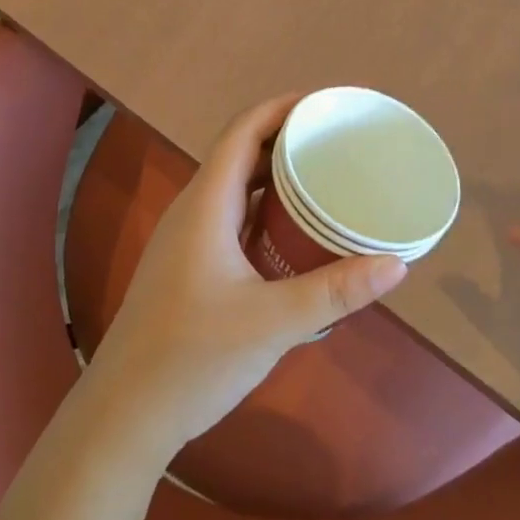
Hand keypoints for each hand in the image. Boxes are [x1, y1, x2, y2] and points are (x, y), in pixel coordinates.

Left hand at [83, 95, 408, 451]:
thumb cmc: (193, 358)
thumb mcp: (273, 323)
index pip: (243, 130)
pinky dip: (264, 207)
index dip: (282, 107)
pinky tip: (293, 230)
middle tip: (336, 138)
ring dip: (275, 173)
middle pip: (241, 152)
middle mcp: (193, 209)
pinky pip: (232, 214)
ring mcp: (187, 238)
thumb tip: (396, 265)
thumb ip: (335, 291)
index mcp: (206, 204)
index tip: (326, 104)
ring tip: (323, 174)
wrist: (123, 416)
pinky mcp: (189, 264)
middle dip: (286, 136)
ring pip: (235, 185)